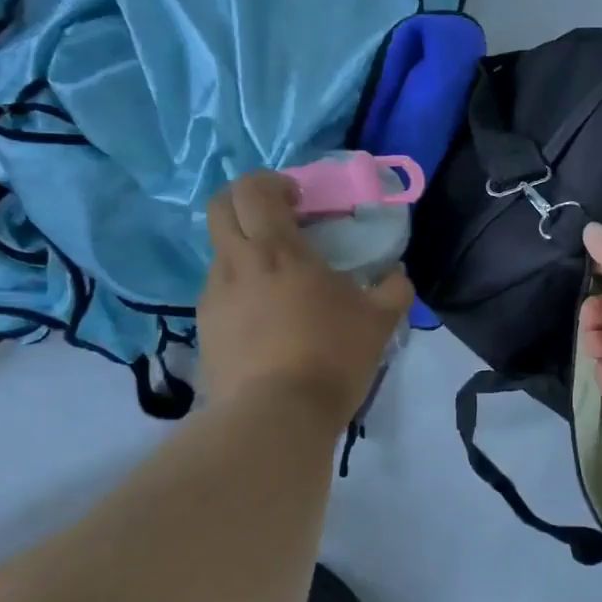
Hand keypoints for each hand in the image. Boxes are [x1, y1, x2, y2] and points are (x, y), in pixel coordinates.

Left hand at [200, 171, 413, 422]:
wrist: (275, 418)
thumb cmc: (331, 356)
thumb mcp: (379, 321)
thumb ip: (393, 289)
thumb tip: (397, 275)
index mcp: (277, 250)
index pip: (254, 189)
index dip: (273, 182)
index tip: (300, 199)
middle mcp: (236, 264)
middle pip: (220, 207)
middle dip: (246, 201)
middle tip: (279, 220)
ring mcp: (213, 298)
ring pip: (220, 252)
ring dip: (246, 250)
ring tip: (279, 281)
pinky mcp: (205, 330)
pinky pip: (220, 292)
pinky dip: (241, 288)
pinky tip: (267, 319)